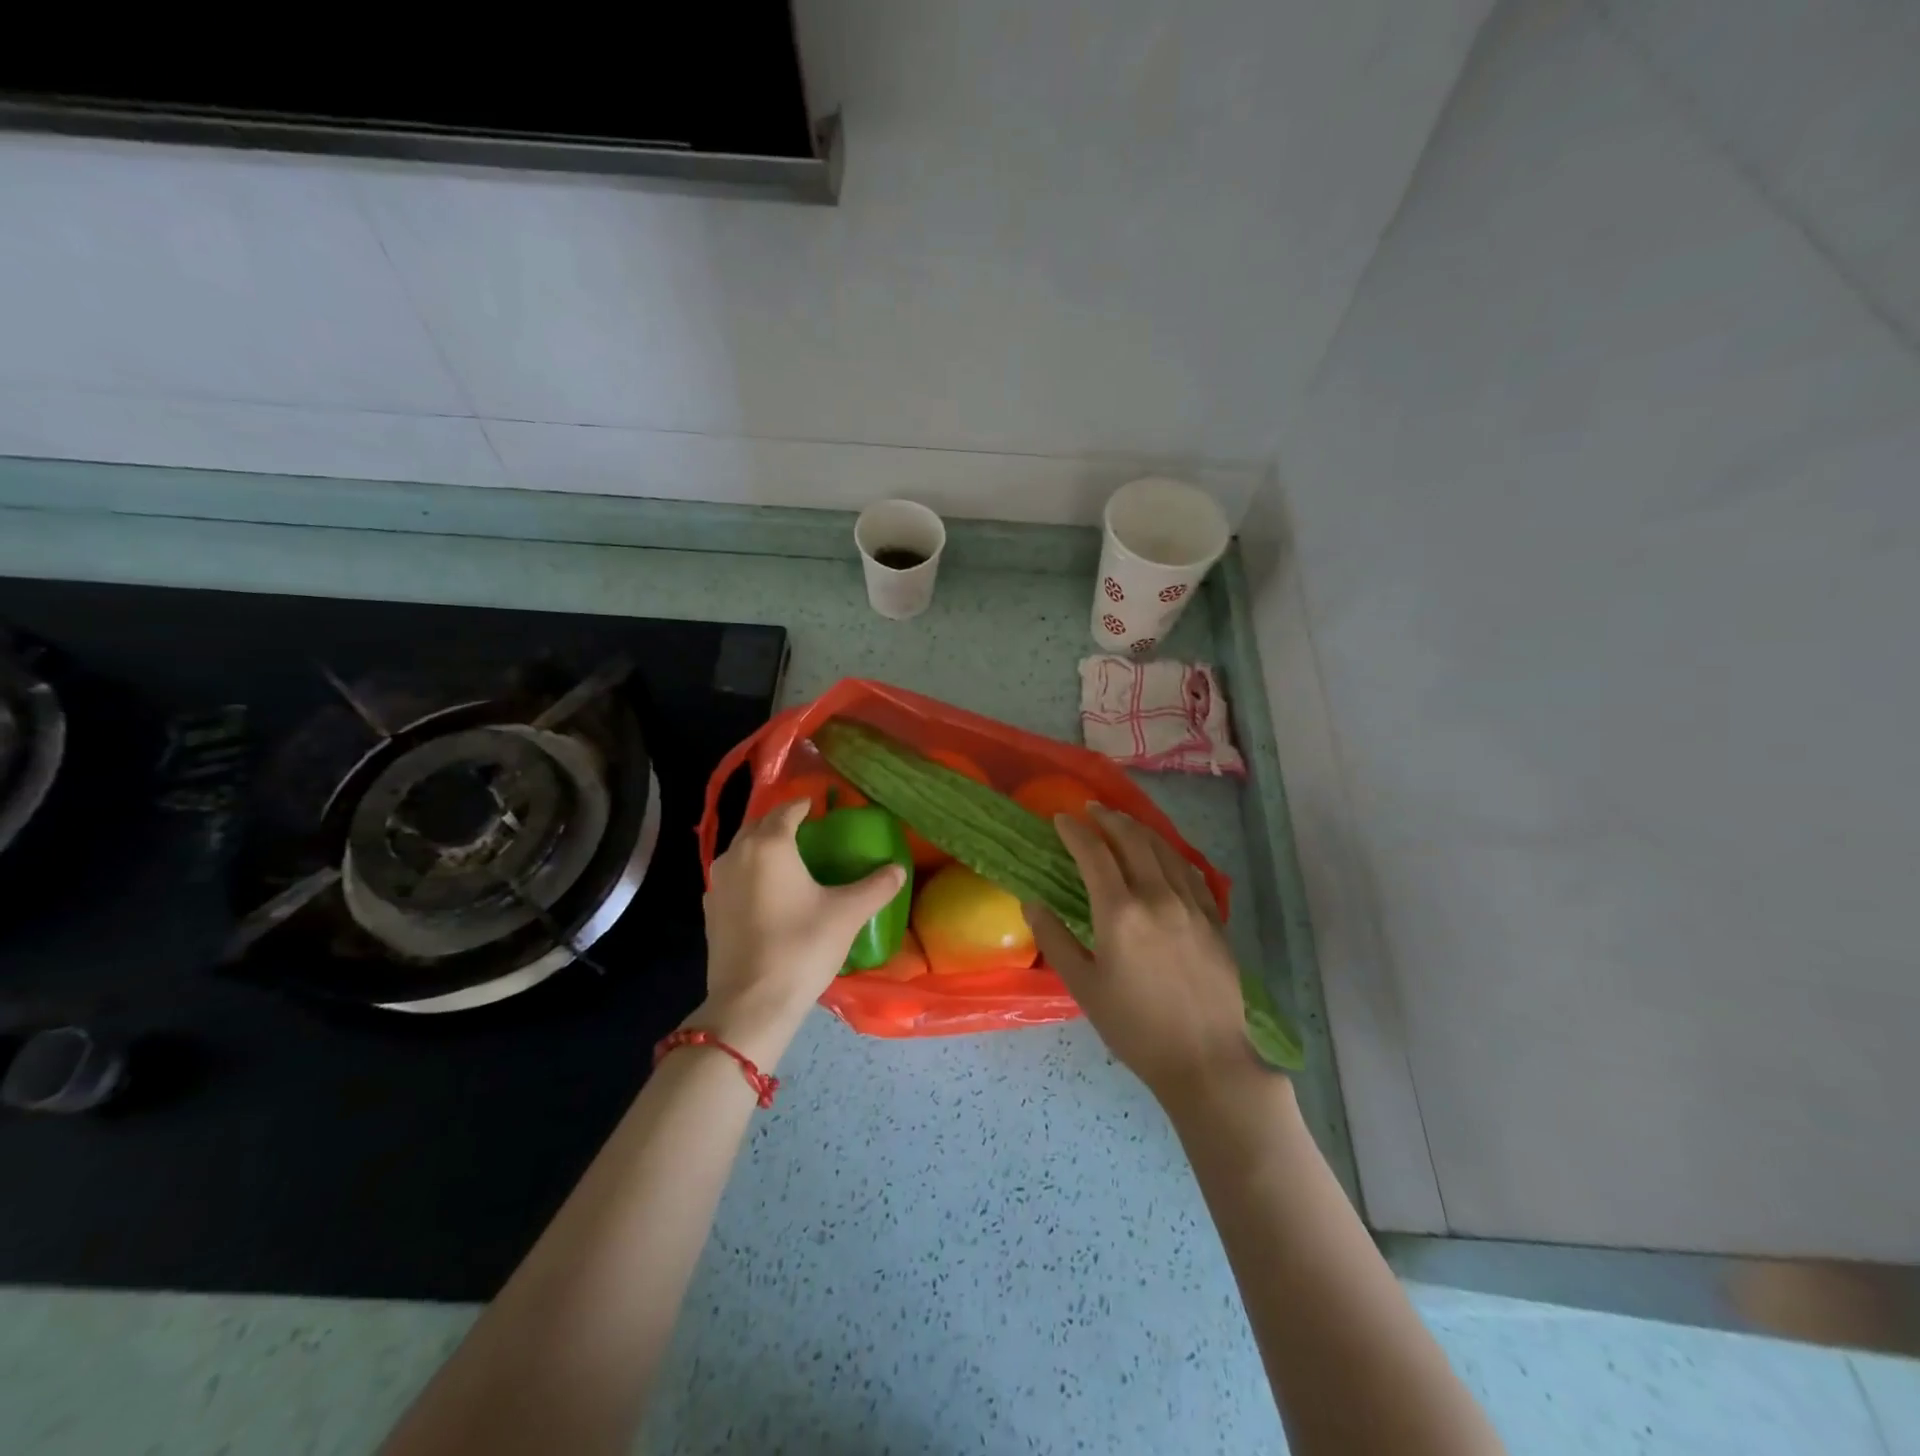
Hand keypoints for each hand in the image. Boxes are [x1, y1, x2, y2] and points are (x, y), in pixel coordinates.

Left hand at [698, 799, 906, 1066]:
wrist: (750, 1003)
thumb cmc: (801, 947)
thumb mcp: (847, 914)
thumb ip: (876, 886)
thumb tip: (898, 868)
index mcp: (770, 844)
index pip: (788, 809)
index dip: (807, 804)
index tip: (824, 807)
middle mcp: (737, 854)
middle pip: (761, 824)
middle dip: (783, 822)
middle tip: (811, 831)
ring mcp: (718, 882)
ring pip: (744, 849)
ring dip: (765, 846)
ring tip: (792, 859)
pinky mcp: (711, 909)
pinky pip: (734, 875)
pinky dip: (752, 872)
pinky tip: (770, 892)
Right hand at [1025, 805, 1264, 1106]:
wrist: (1205, 1059)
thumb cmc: (1135, 1028)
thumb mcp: (1084, 987)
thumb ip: (1055, 939)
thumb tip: (1032, 903)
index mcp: (1120, 912)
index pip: (1094, 854)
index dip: (1075, 831)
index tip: (1061, 818)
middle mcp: (1158, 897)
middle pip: (1132, 840)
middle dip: (1108, 819)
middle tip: (1091, 810)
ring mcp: (1191, 905)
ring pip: (1163, 849)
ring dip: (1139, 829)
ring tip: (1122, 822)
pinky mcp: (1214, 918)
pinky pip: (1189, 871)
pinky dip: (1169, 853)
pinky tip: (1162, 854)